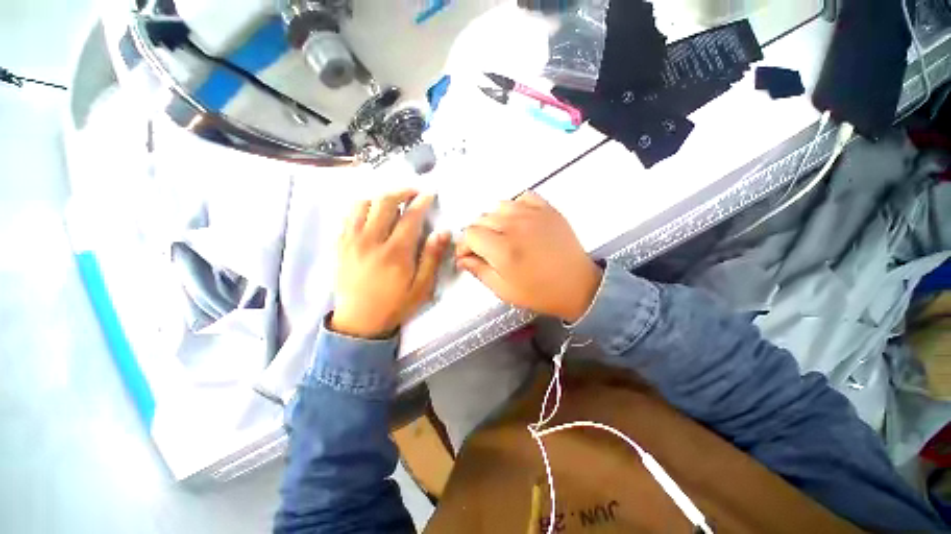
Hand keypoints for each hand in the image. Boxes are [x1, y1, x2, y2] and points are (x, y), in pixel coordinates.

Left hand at [331, 190, 450, 338]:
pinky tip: (371, 214)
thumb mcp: (422, 286)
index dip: (421, 202)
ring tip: (392, 202)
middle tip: (413, 191)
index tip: (429, 193)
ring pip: (362, 204)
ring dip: (379, 197)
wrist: (359, 322)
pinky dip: (361, 208)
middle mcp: (371, 241)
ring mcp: (351, 241)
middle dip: (401, 191)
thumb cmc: (395, 304)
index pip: (410, 217)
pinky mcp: (340, 245)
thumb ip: (432, 257)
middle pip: (384, 203)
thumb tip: (442, 231)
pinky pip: (347, 216)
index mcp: (395, 253)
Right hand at [455, 191, 601, 322]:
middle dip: (477, 235)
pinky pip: (522, 197)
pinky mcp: (548, 209)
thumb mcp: (504, 290)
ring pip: (498, 206)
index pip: (470, 234)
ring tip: (501, 235)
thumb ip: (479, 271)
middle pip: (481, 219)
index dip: (464, 245)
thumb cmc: (540, 293)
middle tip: (484, 249)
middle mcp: (515, 226)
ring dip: (494, 220)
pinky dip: (515, 207)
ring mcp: (533, 214)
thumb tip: (462, 258)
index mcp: (503, 250)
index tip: (468, 255)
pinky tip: (518, 221)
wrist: (578, 286)